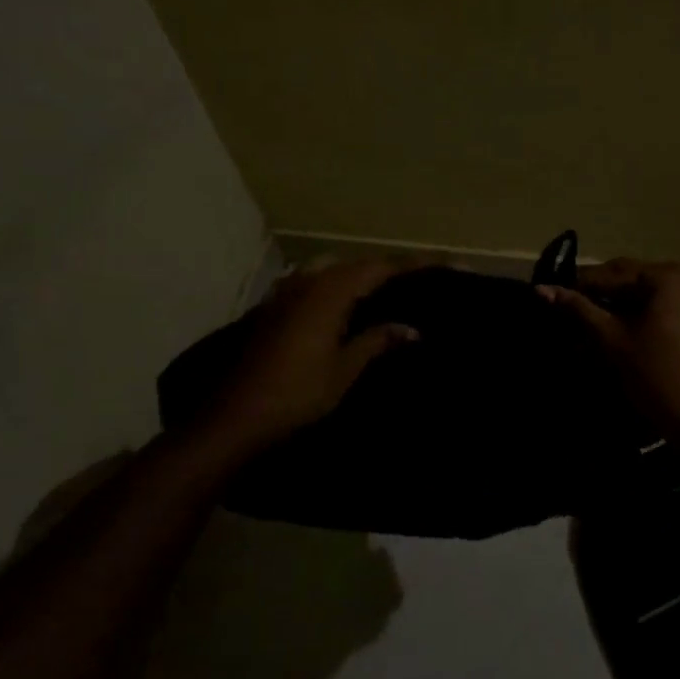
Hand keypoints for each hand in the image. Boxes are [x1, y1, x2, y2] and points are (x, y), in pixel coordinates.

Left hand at [210, 257, 422, 453]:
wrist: (237, 415)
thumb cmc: (297, 392)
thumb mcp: (345, 368)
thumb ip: (378, 341)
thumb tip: (412, 329)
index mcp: (331, 291)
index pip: (381, 267)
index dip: (412, 265)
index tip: (442, 263)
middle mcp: (309, 281)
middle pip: (357, 264)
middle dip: (387, 268)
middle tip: (417, 278)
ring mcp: (287, 292)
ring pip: (332, 270)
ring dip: (359, 275)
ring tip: (385, 289)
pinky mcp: (274, 307)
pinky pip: (314, 282)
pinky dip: (336, 285)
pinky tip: (345, 304)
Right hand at [538, 259, 679, 451]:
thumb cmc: (657, 376)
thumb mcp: (613, 340)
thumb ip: (579, 310)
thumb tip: (541, 289)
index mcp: (667, 276)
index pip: (612, 272)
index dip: (578, 284)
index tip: (550, 295)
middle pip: (631, 279)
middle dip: (599, 294)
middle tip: (566, 310)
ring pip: (646, 295)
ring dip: (617, 306)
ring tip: (587, 323)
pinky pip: (662, 308)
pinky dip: (639, 316)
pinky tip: (618, 333)